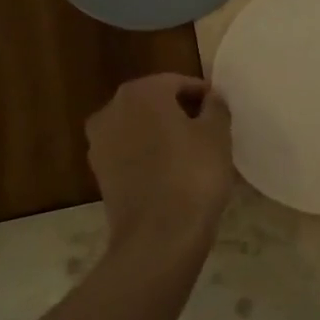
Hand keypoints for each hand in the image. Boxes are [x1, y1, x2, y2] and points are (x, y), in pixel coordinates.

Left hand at [86, 74, 233, 250]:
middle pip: (154, 102)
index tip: (220, 113)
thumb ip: (215, 107)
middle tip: (208, 132)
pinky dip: (148, 157)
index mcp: (141, 92)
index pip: (178, 83)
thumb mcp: (217, 134)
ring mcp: (100, 142)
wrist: (159, 236)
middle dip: (180, 112)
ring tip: (191, 155)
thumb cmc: (193, 175)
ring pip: (139, 128)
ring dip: (162, 135)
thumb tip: (211, 98)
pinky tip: (171, 174)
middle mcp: (112, 109)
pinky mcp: (99, 173)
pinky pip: (130, 154)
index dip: (203, 95)